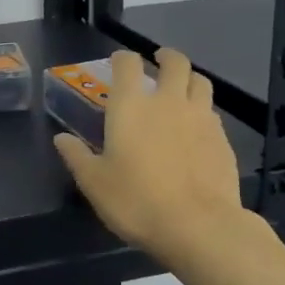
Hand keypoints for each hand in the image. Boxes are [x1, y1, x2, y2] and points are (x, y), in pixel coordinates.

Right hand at [53, 49, 251, 264]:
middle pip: (174, 63)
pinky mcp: (223, 139)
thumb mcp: (94, 182)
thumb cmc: (136, 200)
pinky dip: (203, 110)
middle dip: (166, 57)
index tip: (119, 62)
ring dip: (189, 78)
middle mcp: (168, 101)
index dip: (123, 59)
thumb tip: (61, 138)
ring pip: (200, 82)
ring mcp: (200, 118)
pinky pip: (213, 112)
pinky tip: (197, 126)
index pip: (128, 65)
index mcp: (131, 106)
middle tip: (159, 61)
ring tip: (182, 87)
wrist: (198, 226)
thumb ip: (77, 156)